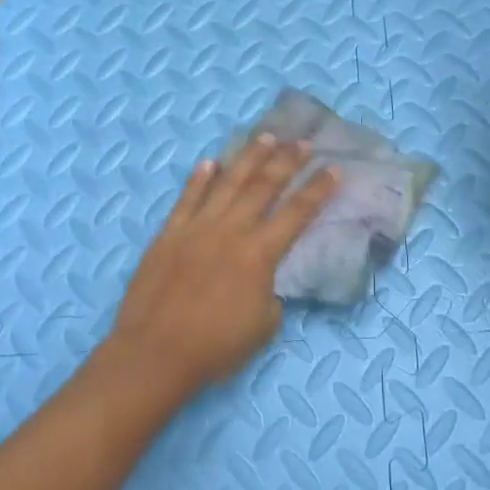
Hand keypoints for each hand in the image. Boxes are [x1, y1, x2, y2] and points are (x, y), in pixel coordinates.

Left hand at [108, 135, 340, 390]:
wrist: (155, 353)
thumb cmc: (215, 347)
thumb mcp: (263, 326)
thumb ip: (271, 295)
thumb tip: (264, 281)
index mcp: (259, 254)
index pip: (297, 213)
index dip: (317, 190)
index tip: (334, 168)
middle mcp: (230, 230)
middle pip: (264, 186)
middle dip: (287, 161)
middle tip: (303, 142)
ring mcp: (196, 228)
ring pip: (227, 182)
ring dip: (248, 157)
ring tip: (266, 137)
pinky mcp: (168, 234)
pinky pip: (187, 198)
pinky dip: (199, 179)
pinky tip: (209, 162)